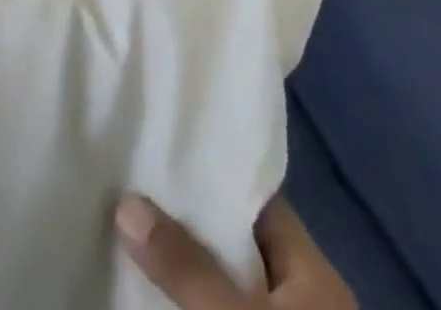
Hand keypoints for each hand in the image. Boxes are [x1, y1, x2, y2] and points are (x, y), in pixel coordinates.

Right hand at [116, 194, 356, 309]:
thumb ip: (185, 265)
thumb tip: (126, 202)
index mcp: (314, 275)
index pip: (256, 201)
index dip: (209, 172)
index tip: (158, 146)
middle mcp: (303, 300)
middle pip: (235, 244)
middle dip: (184, 222)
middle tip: (127, 189)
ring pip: (222, 286)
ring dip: (181, 271)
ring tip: (126, 234)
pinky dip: (186, 306)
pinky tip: (145, 295)